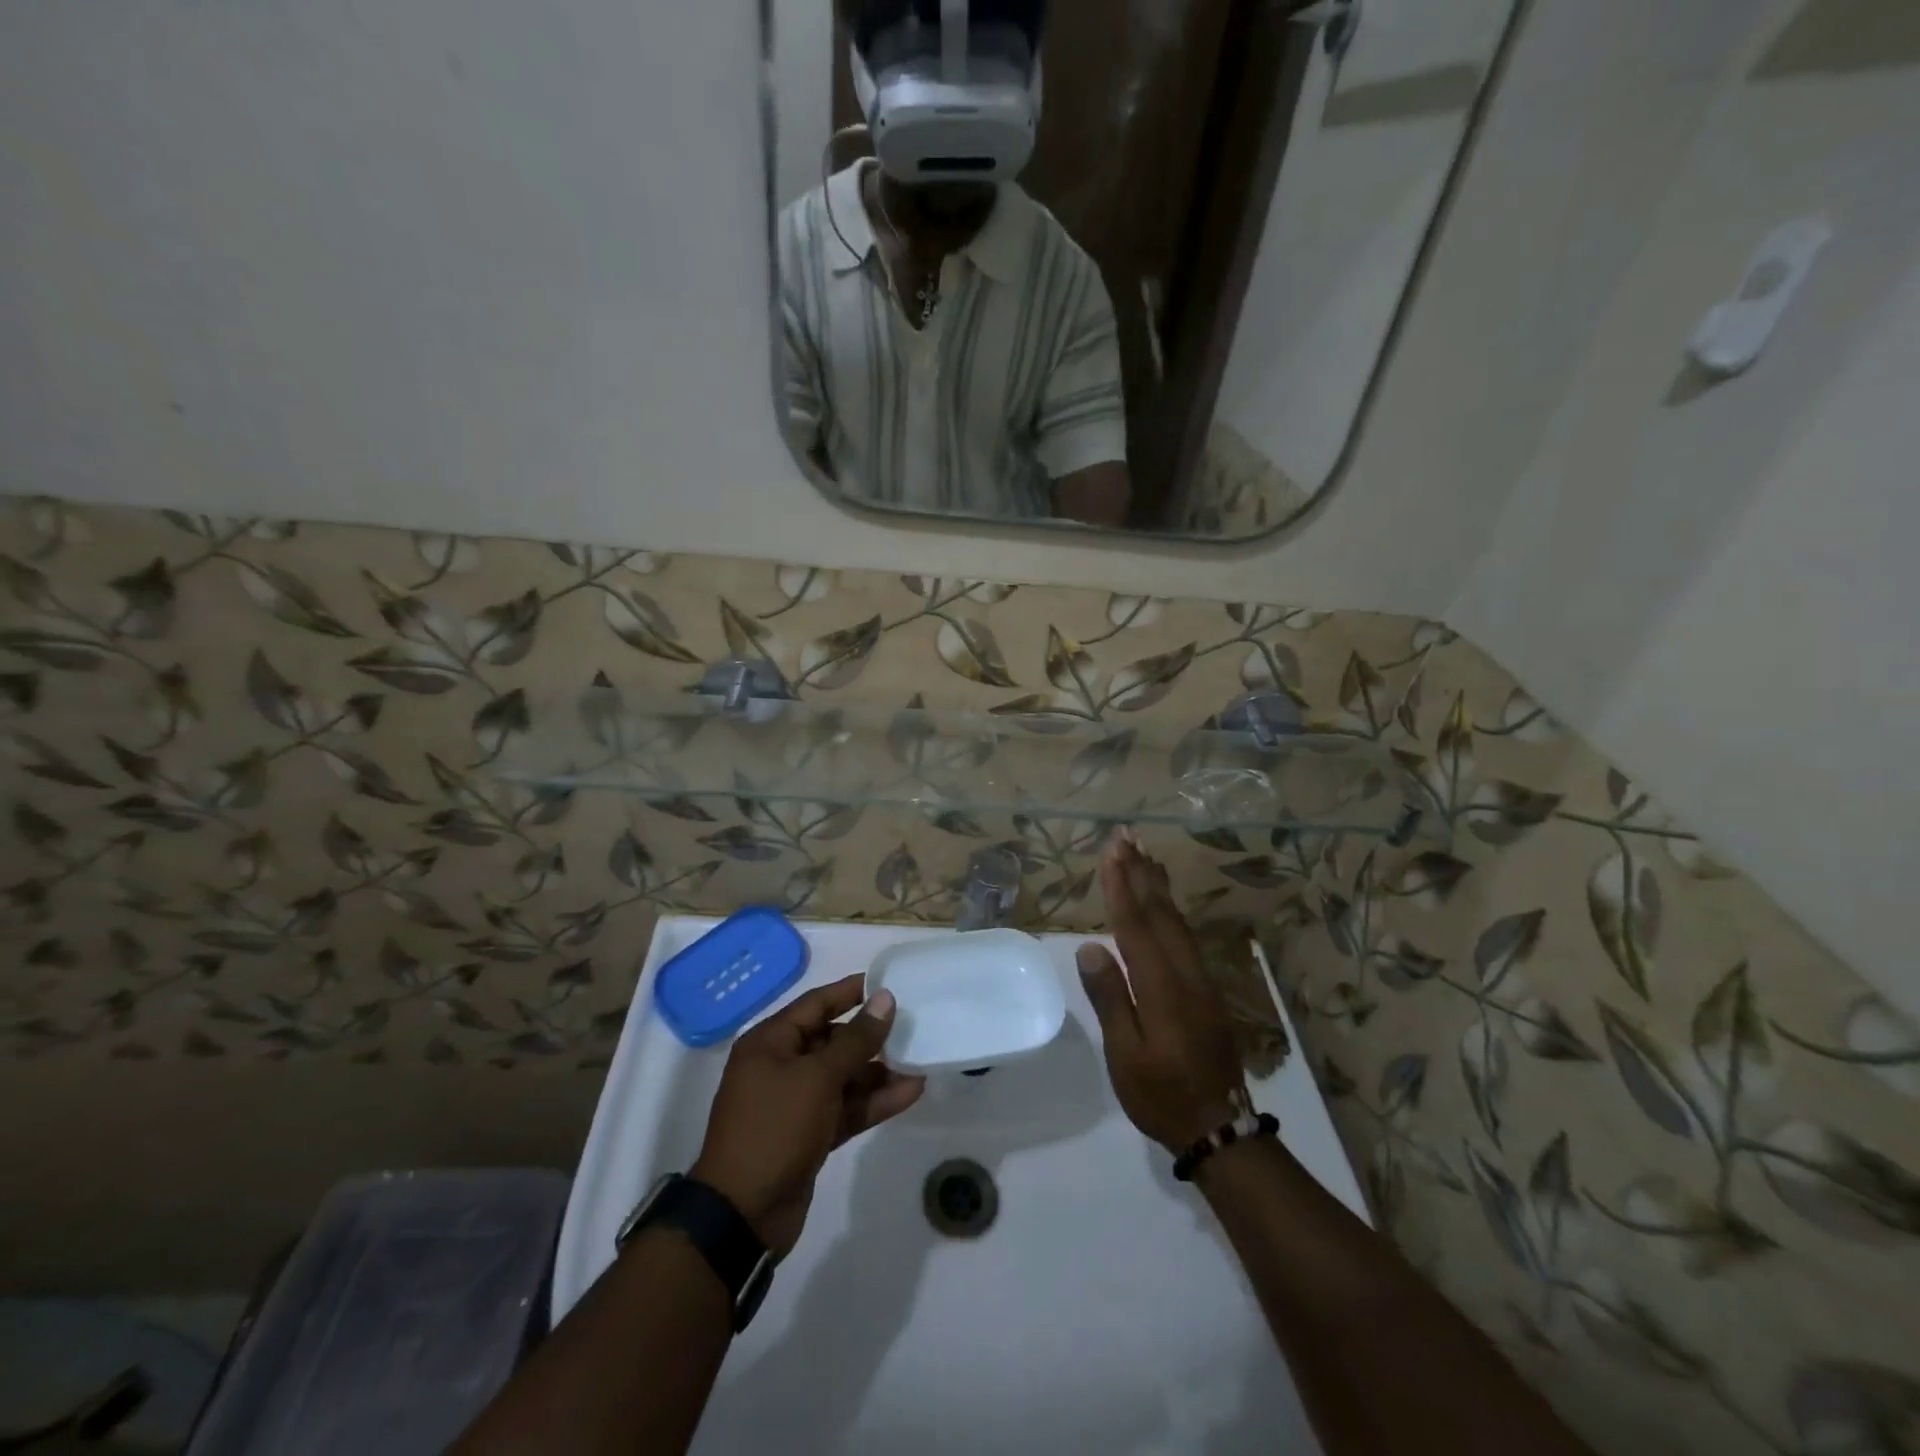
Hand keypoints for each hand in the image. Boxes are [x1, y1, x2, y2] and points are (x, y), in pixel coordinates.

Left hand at [692, 975, 924, 1255]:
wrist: (742, 1215)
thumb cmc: (774, 1128)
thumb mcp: (818, 1077)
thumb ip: (856, 1039)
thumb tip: (885, 999)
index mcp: (770, 1043)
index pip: (816, 1004)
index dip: (851, 992)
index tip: (887, 983)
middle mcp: (781, 1067)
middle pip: (832, 1040)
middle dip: (871, 1037)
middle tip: (912, 1026)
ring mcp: (795, 1103)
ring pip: (843, 1077)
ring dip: (878, 1072)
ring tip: (920, 1062)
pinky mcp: (810, 1135)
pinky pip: (846, 1108)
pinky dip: (874, 1102)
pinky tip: (911, 1092)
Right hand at [1078, 835, 1249, 1152]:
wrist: (1219, 1127)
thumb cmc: (1160, 1094)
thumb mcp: (1125, 1055)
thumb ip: (1111, 998)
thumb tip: (1091, 947)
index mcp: (1162, 987)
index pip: (1136, 926)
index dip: (1122, 888)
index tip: (1111, 853)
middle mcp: (1185, 973)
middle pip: (1160, 913)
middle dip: (1141, 873)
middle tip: (1127, 836)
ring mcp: (1201, 980)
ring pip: (1178, 921)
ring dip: (1159, 886)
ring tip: (1145, 855)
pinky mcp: (1208, 990)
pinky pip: (1187, 936)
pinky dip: (1172, 910)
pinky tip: (1166, 903)